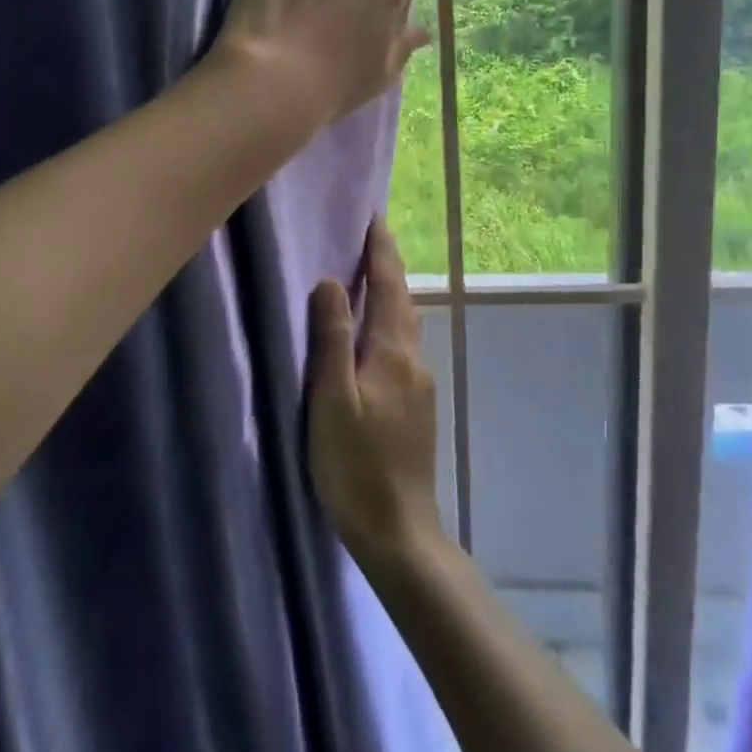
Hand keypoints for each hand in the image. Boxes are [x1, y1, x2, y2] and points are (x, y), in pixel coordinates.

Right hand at [307, 218, 444, 567]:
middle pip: (402, 300)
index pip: (389, 287)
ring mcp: (420, 384)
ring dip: (390, 292)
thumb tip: (331, 281)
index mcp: (394, 353)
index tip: (375, 218)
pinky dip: (390, 319)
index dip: (381, 251)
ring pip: (406, 322)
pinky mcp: (416, 405)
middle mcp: (414, 360)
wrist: (399, 533)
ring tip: (370, 273)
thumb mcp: (333, 401)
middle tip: (369, 236)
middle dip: (388, 265)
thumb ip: (332, 339)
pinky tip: (375, 330)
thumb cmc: (356, 466)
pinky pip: (403, 344)